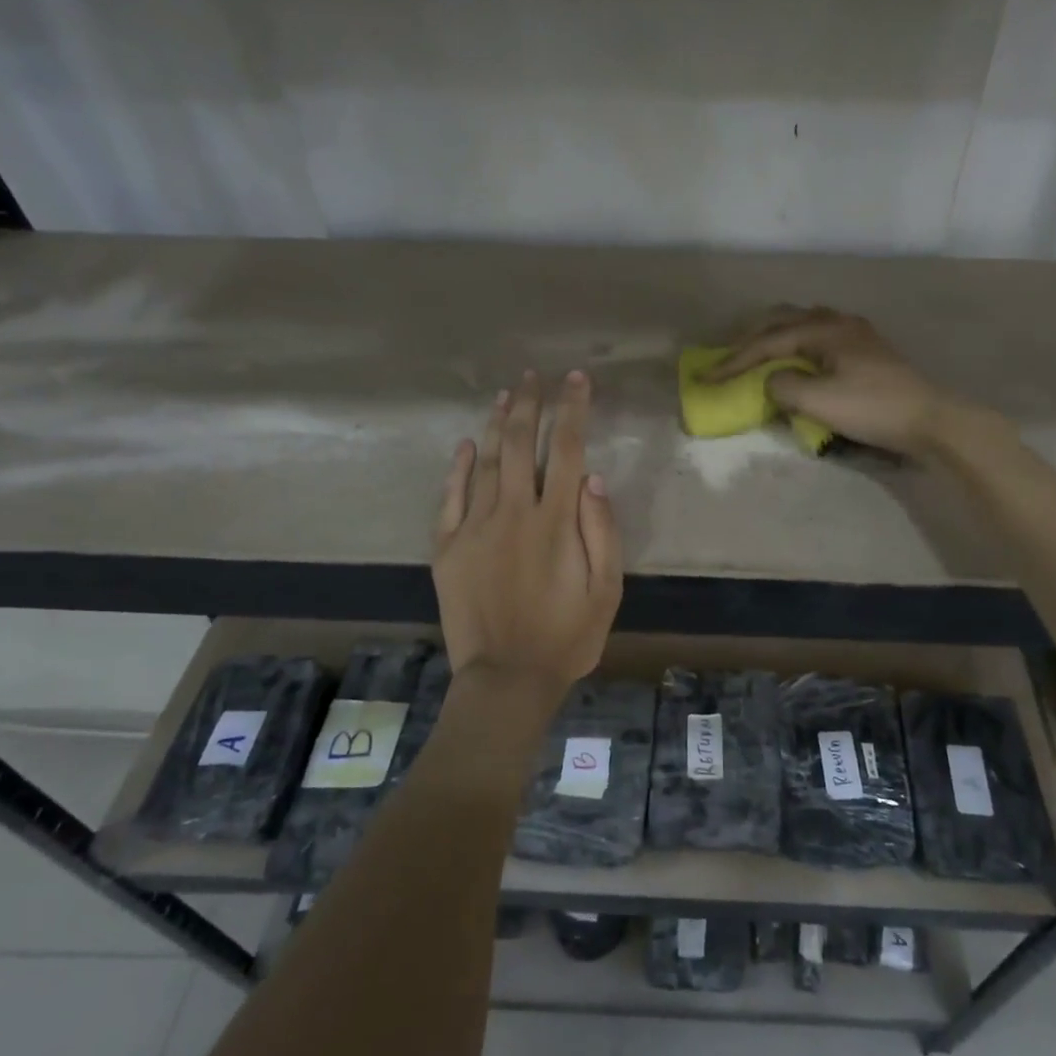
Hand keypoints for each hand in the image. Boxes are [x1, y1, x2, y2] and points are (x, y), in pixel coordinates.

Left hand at [433, 371, 623, 691]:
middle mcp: (514, 513)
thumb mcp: (607, 591)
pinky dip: (457, 467)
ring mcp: (475, 528)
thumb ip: (602, 531)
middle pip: (521, 444)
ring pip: (485, 462)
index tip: (575, 379)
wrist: (506, 679)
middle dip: (530, 404)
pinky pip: (450, 497)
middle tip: (534, 376)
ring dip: (496, 424)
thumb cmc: (567, 637)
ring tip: (505, 394)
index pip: (567, 450)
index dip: (572, 410)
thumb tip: (593, 477)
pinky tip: (464, 445)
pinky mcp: (448, 548)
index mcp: (556, 522)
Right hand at [710, 307, 973, 457]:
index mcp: (823, 329)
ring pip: (802, 323)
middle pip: (782, 320)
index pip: (767, 342)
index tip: (706, 378)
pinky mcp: (867, 349)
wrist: (929, 419)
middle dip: (751, 340)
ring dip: (775, 336)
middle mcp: (837, 321)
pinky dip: (796, 343)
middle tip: (727, 359)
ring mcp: (855, 333)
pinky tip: (797, 358)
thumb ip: (783, 387)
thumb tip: (771, 382)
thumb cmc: (873, 408)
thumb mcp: (819, 402)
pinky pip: (819, 334)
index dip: (733, 362)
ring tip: (757, 354)